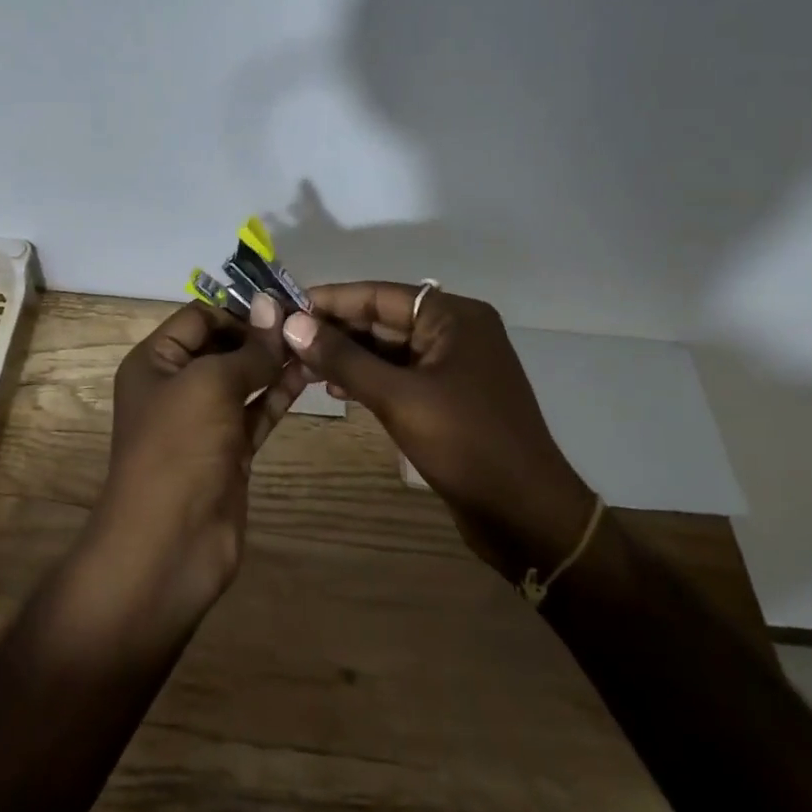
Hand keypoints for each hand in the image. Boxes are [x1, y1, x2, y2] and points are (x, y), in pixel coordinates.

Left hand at [80, 296, 308, 627]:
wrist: (167, 544)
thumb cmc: (178, 449)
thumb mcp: (210, 385)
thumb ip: (248, 349)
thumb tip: (273, 306)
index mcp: (155, 361)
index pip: (199, 317)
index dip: (239, 310)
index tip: (284, 310)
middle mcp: (176, 385)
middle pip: (222, 346)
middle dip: (261, 335)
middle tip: (308, 326)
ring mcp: (204, 421)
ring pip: (244, 379)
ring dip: (275, 363)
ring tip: (317, 346)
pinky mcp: (229, 451)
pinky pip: (256, 411)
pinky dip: (279, 394)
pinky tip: (309, 376)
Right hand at [281, 283, 596, 584]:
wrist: (527, 516)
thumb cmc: (466, 445)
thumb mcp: (398, 397)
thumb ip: (343, 358)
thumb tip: (291, 324)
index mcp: (454, 317)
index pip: (379, 295)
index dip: (330, 300)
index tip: (284, 308)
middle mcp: (456, 331)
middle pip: (383, 319)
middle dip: (335, 331)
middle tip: (284, 342)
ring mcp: (454, 365)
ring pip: (388, 349)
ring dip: (347, 356)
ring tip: (300, 367)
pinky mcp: (449, 396)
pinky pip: (400, 374)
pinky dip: (368, 378)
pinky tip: (335, 389)